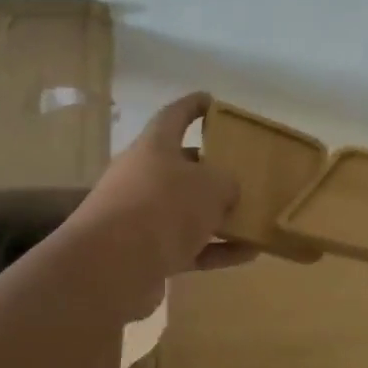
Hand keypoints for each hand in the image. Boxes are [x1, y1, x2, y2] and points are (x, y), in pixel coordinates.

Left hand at [77, 94, 254, 292]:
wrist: (113, 266)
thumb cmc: (164, 207)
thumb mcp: (210, 186)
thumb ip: (226, 183)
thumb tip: (226, 192)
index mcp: (153, 146)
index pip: (174, 116)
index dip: (193, 106)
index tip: (212, 101)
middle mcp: (142, 177)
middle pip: (181, 167)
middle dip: (211, 170)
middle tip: (244, 171)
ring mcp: (141, 218)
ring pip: (186, 211)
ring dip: (218, 216)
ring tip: (254, 218)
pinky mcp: (145, 254)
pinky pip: (188, 247)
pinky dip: (216, 249)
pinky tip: (248, 254)